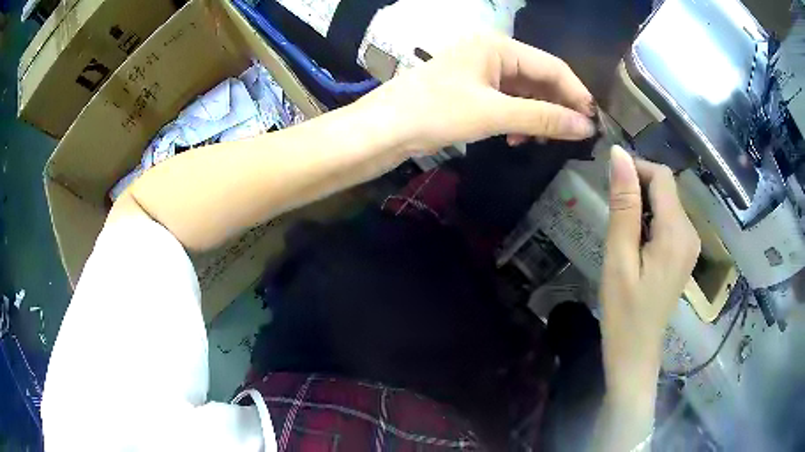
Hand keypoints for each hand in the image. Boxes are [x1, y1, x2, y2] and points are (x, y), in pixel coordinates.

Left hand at [355, 34, 595, 153]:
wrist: (382, 131)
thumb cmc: (434, 113)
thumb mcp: (494, 114)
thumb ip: (543, 118)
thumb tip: (587, 126)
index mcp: (497, 46)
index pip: (552, 67)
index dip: (577, 94)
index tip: (594, 123)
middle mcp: (491, 52)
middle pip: (540, 79)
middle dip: (558, 108)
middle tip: (574, 137)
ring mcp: (481, 72)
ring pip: (525, 93)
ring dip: (539, 117)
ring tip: (544, 142)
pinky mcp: (472, 90)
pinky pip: (508, 102)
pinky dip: (519, 121)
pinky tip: (519, 139)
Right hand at [600, 146, 700, 391]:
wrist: (636, 352)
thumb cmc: (623, 311)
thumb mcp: (619, 257)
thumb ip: (623, 204)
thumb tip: (618, 155)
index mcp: (677, 232)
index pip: (661, 175)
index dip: (635, 169)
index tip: (610, 185)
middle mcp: (691, 232)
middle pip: (666, 188)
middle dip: (638, 190)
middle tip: (614, 219)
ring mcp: (690, 244)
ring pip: (666, 203)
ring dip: (642, 207)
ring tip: (623, 238)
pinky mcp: (685, 253)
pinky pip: (669, 221)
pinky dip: (650, 221)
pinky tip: (636, 246)